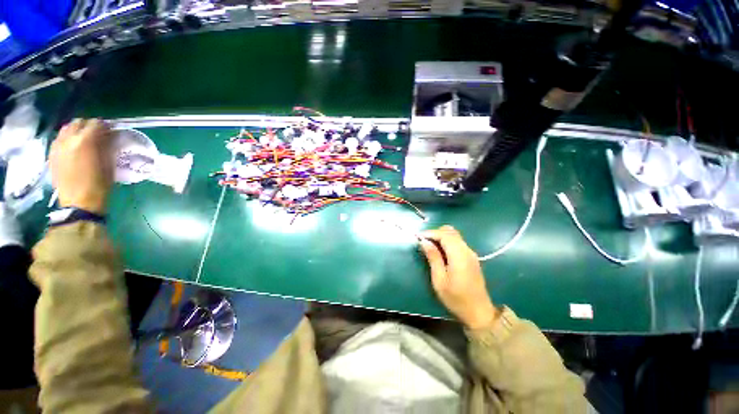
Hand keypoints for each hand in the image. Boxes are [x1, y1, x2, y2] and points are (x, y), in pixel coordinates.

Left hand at [50, 119, 113, 213]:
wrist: (79, 203)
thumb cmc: (99, 184)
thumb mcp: (109, 164)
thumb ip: (108, 146)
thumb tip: (110, 135)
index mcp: (85, 141)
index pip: (96, 123)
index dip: (105, 126)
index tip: (111, 132)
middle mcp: (68, 139)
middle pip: (78, 123)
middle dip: (89, 126)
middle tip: (98, 135)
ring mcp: (57, 146)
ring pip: (66, 129)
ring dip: (76, 131)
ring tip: (84, 141)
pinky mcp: (52, 154)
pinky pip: (59, 139)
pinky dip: (67, 139)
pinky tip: (72, 148)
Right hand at [420, 225, 498, 328]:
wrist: (479, 312)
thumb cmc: (456, 298)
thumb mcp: (439, 280)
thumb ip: (433, 258)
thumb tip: (424, 242)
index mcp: (459, 256)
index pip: (444, 235)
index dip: (430, 233)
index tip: (418, 237)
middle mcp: (467, 250)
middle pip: (451, 232)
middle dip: (435, 233)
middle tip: (423, 241)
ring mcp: (471, 253)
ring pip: (455, 235)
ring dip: (441, 236)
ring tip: (429, 246)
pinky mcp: (472, 258)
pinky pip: (458, 242)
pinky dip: (447, 241)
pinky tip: (439, 251)